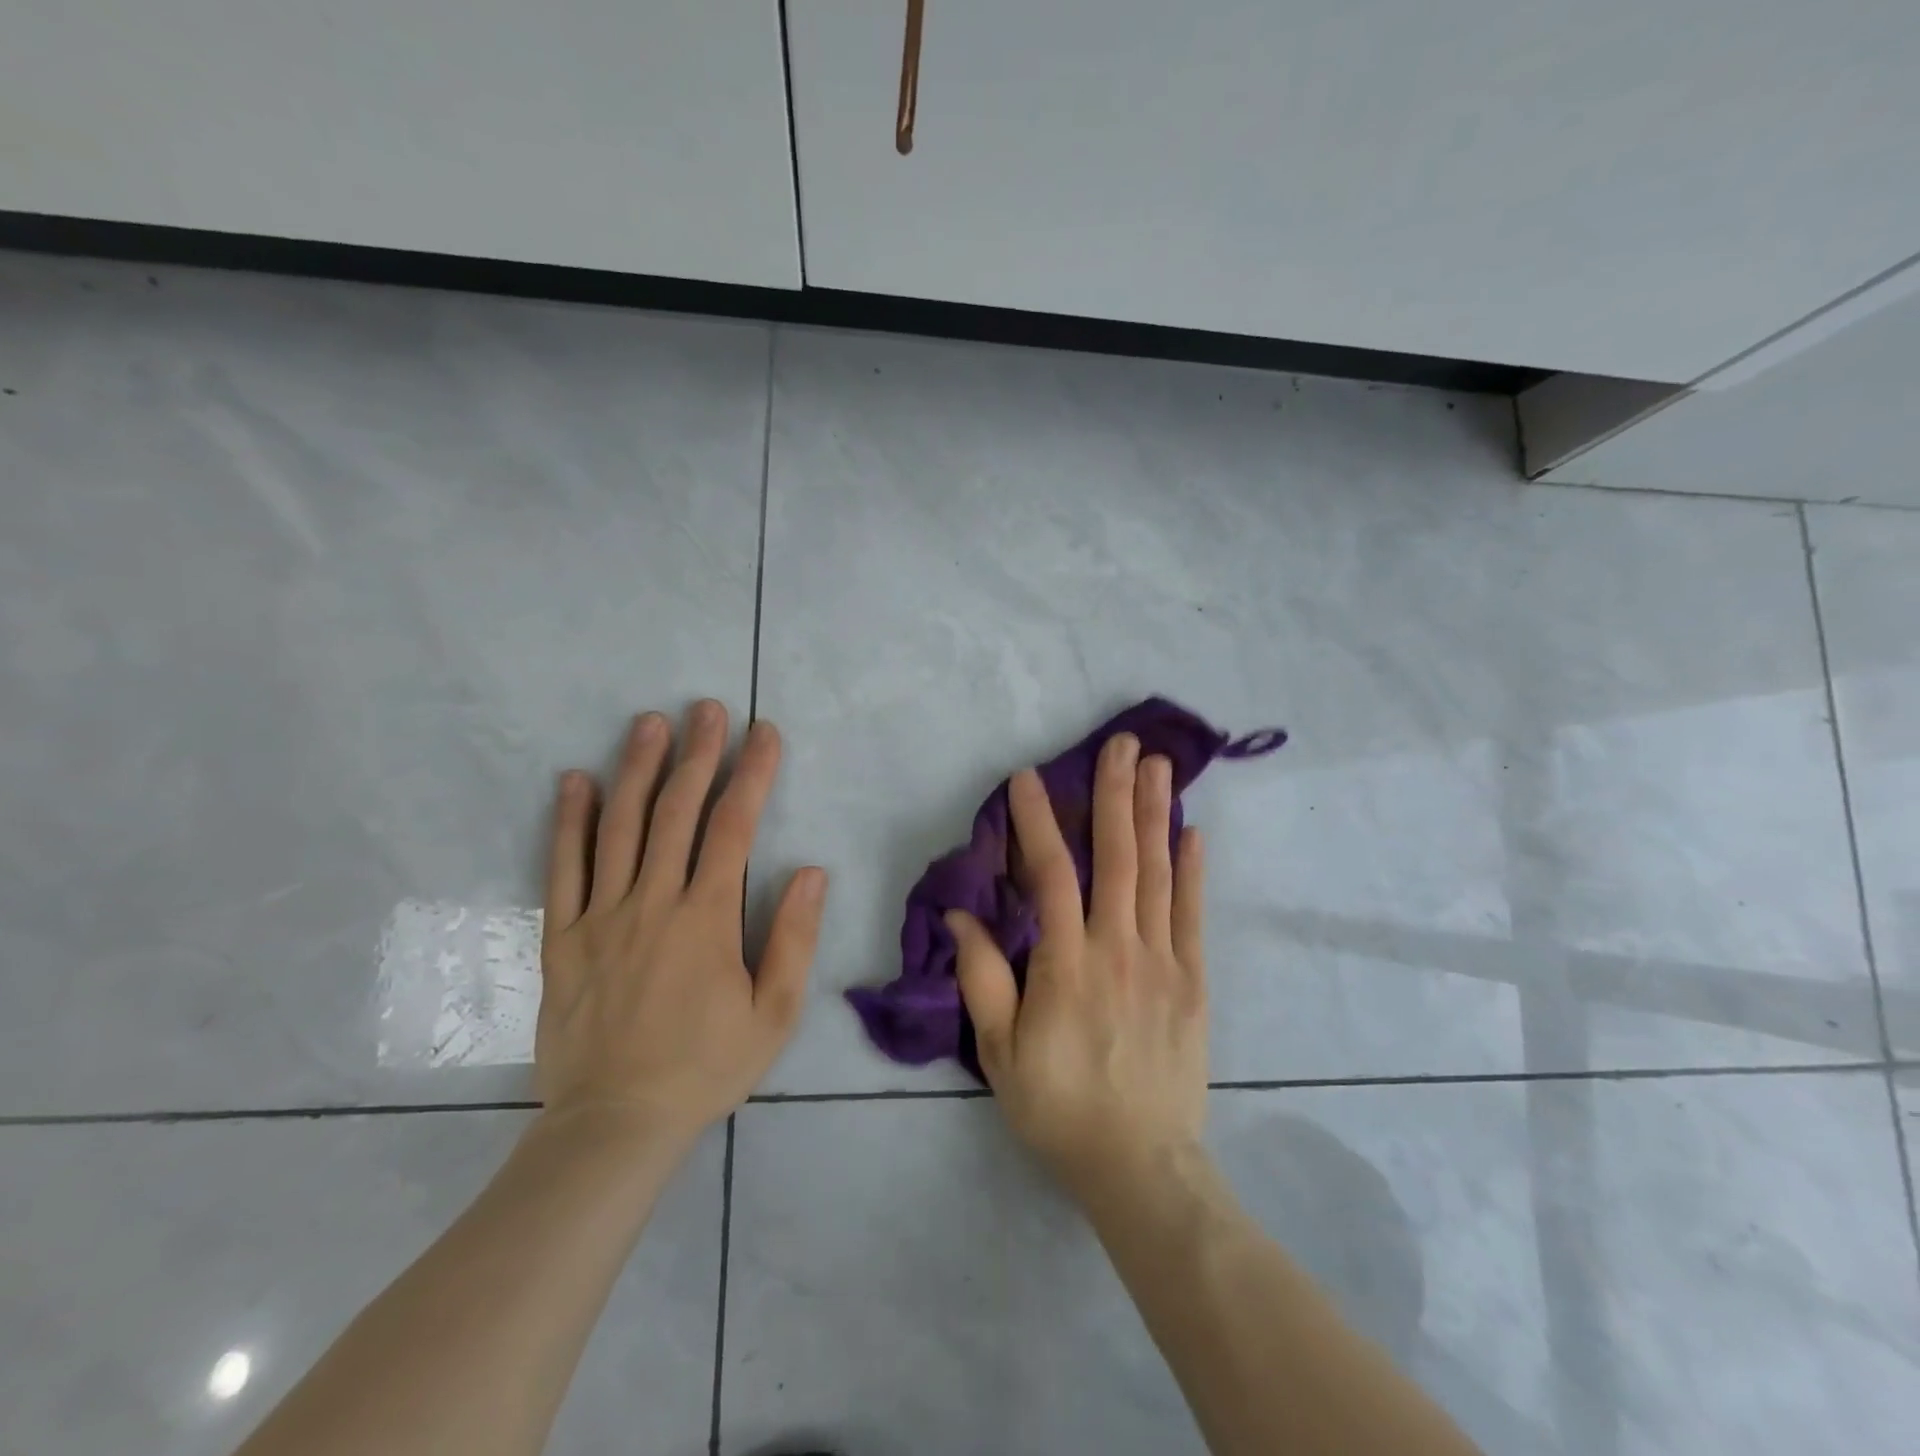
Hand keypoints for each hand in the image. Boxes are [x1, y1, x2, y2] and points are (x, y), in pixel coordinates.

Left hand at [534, 701, 826, 1150]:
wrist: (615, 1124)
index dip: (752, 774)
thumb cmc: (706, 1067)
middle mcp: (653, 903)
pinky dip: (568, 821)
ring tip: (648, 723)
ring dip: (635, 769)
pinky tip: (575, 781)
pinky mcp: (562, 938)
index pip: (734, 828)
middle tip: (705, 708)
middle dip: (696, 754)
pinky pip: (562, 869)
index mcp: (707, 919)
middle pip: (676, 812)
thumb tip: (812, 871)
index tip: (763, 733)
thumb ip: (793, 938)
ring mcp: (601, 917)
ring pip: (618, 827)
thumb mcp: (774, 1013)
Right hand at [947, 733, 1207, 1203]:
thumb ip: (983, 978)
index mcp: (1068, 963)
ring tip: (1159, 765)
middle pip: (1117, 856)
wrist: (1140, 1165)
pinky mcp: (1193, 981)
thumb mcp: (1001, 1052)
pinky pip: (1192, 914)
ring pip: (1158, 873)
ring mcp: (1163, 961)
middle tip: (1122, 743)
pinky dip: (1193, 870)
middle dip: (1116, 794)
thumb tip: (962, 915)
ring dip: (1157, 814)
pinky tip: (1192, 831)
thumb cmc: (1059, 1107)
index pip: (1051, 874)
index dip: (1038, 821)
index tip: (1029, 778)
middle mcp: (1119, 948)